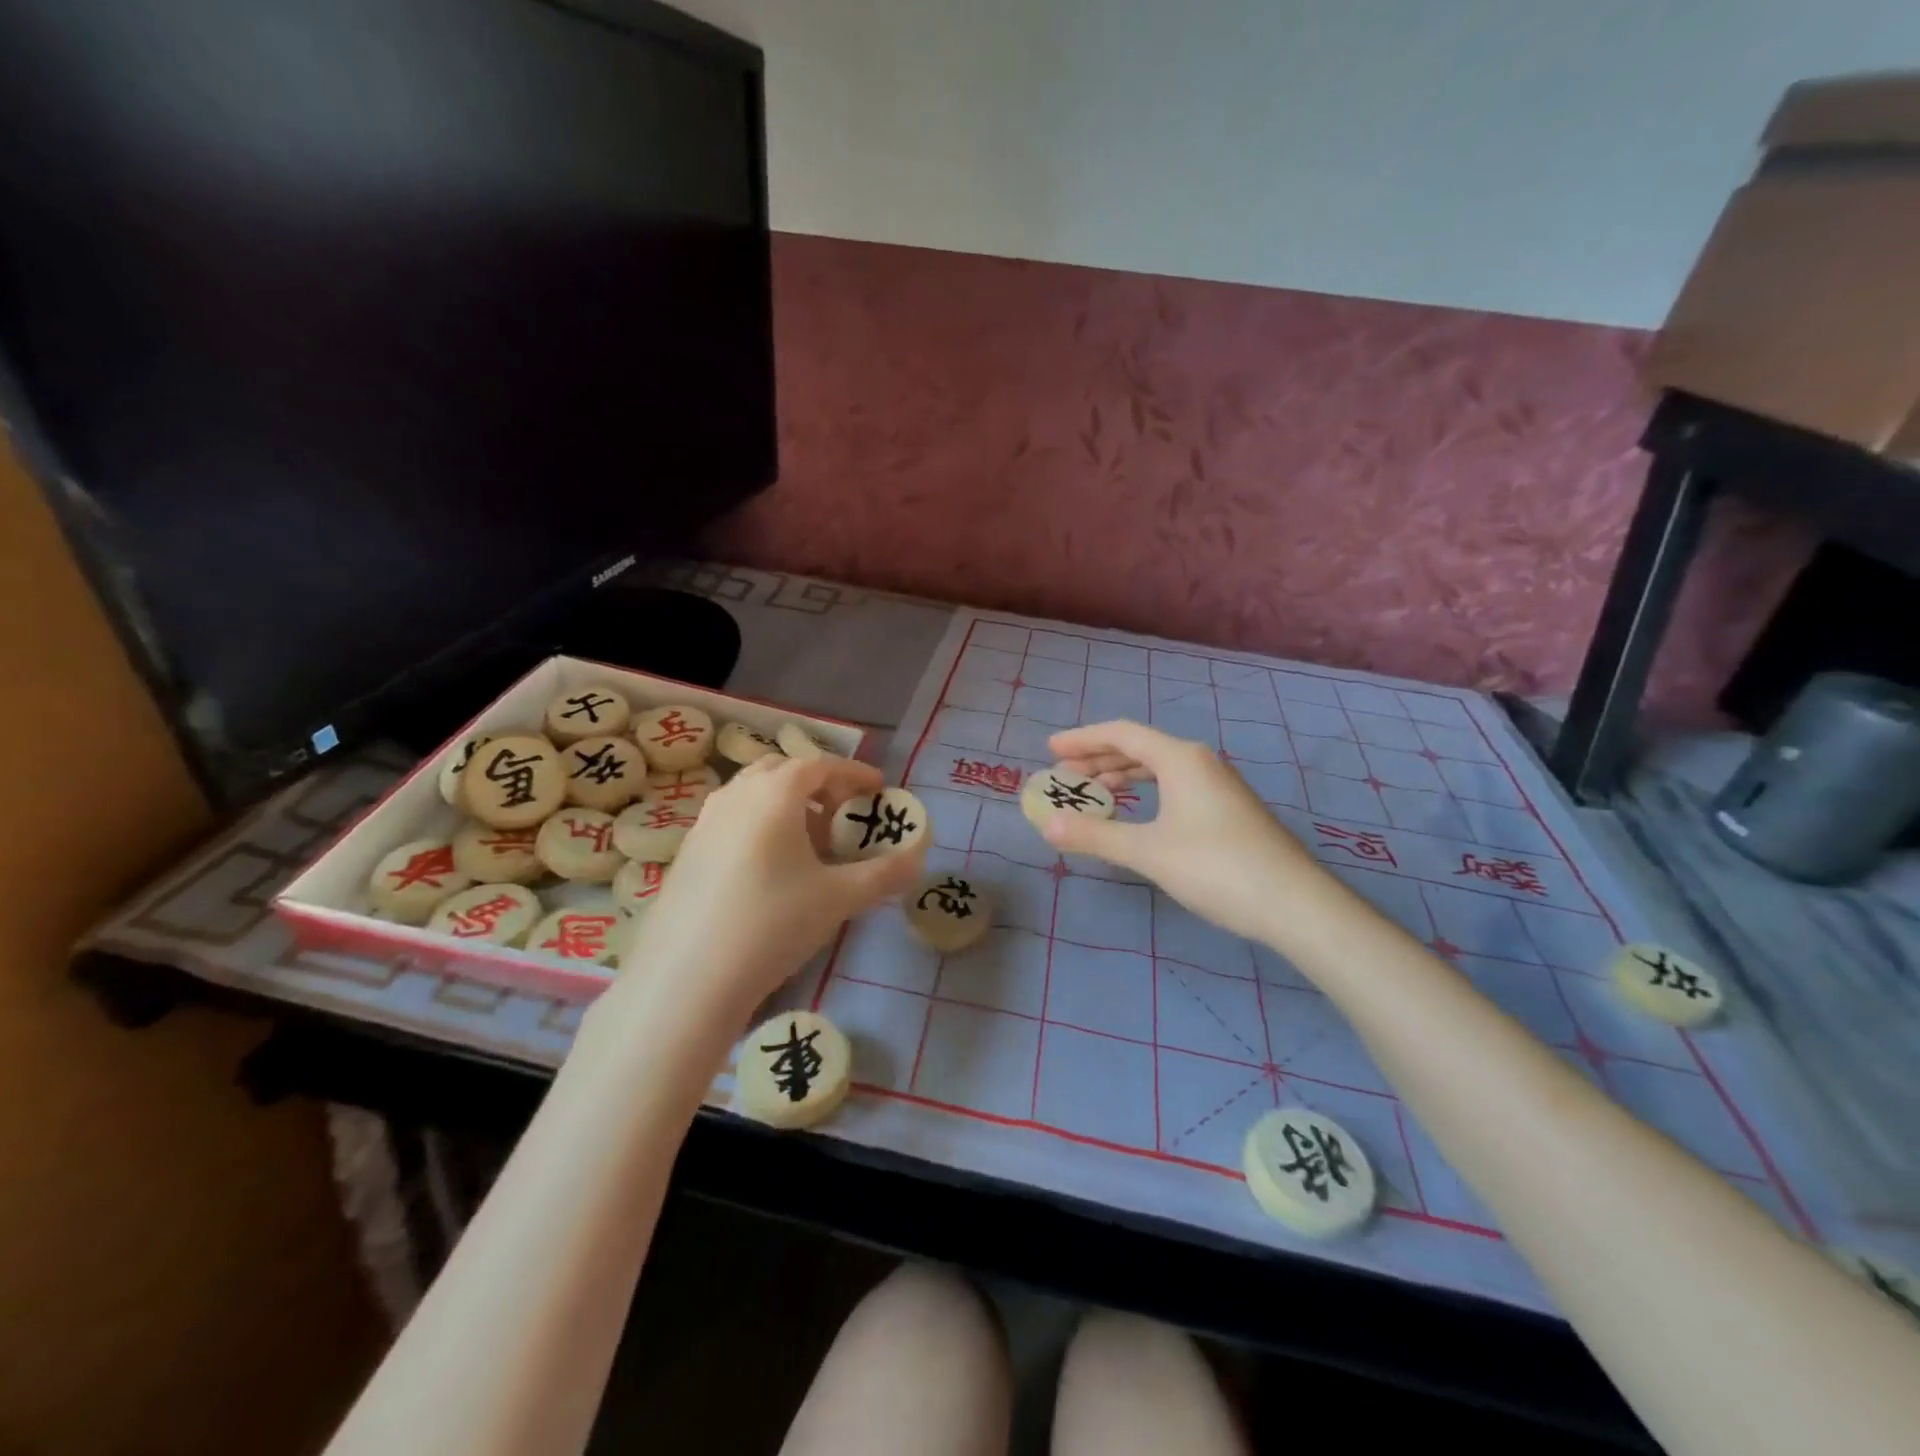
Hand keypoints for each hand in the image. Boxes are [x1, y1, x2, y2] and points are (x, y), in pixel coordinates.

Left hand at [612, 755, 924, 1028]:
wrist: (688, 978)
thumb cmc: (773, 923)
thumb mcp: (839, 898)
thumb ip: (884, 874)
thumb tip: (918, 859)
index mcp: (774, 793)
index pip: (820, 765)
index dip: (853, 773)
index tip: (878, 788)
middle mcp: (736, 795)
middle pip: (782, 771)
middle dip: (818, 785)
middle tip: (842, 814)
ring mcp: (704, 822)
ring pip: (753, 795)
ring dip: (786, 805)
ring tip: (809, 844)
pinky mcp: (686, 852)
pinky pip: (732, 820)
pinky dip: (760, 826)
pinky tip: (770, 869)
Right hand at [1043, 720, 1327, 943]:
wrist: (1294, 903)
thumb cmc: (1216, 868)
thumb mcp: (1148, 852)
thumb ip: (1096, 835)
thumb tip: (1047, 824)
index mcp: (1180, 758)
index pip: (1121, 734)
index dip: (1082, 738)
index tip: (1050, 748)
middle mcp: (1200, 761)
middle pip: (1139, 747)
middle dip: (1098, 758)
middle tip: (1064, 774)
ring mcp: (1218, 785)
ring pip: (1159, 768)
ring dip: (1122, 776)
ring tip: (1094, 792)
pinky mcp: (1228, 809)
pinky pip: (1175, 786)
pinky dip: (1146, 792)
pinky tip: (1138, 815)